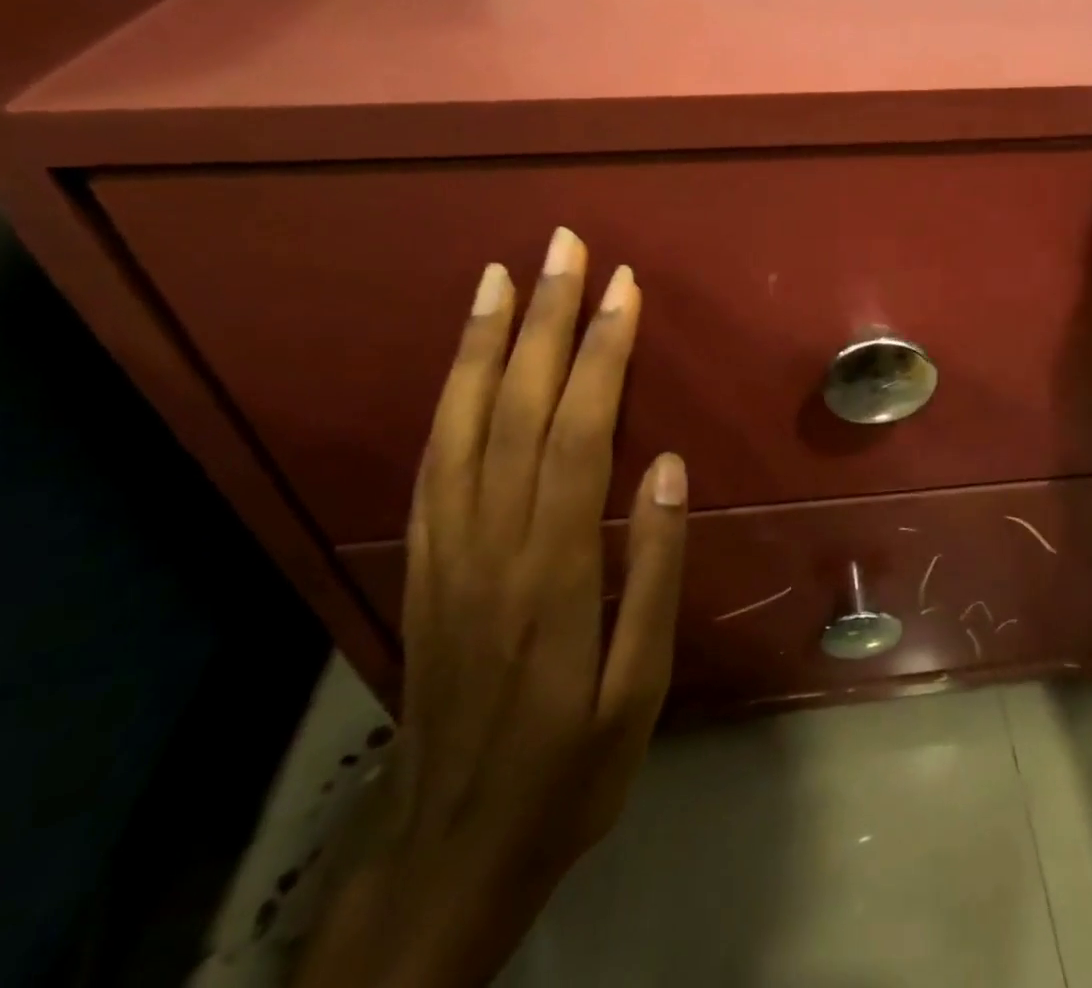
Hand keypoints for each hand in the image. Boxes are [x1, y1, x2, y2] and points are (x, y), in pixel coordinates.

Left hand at [296, 231, 686, 987]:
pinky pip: (433, 458)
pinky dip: (451, 394)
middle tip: (564, 246)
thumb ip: (654, 572)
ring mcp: (444, 546)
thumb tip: (669, 468)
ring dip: (486, 341)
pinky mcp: (421, 558)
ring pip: (462, 421)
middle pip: (516, 408)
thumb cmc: (570, 763)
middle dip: (543, 317)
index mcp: (554, 571)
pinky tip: (467, 359)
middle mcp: (490, 541)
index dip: (600, 354)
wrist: (451, 844)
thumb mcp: (639, 688)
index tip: (623, 289)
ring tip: (502, 275)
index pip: (577, 434)